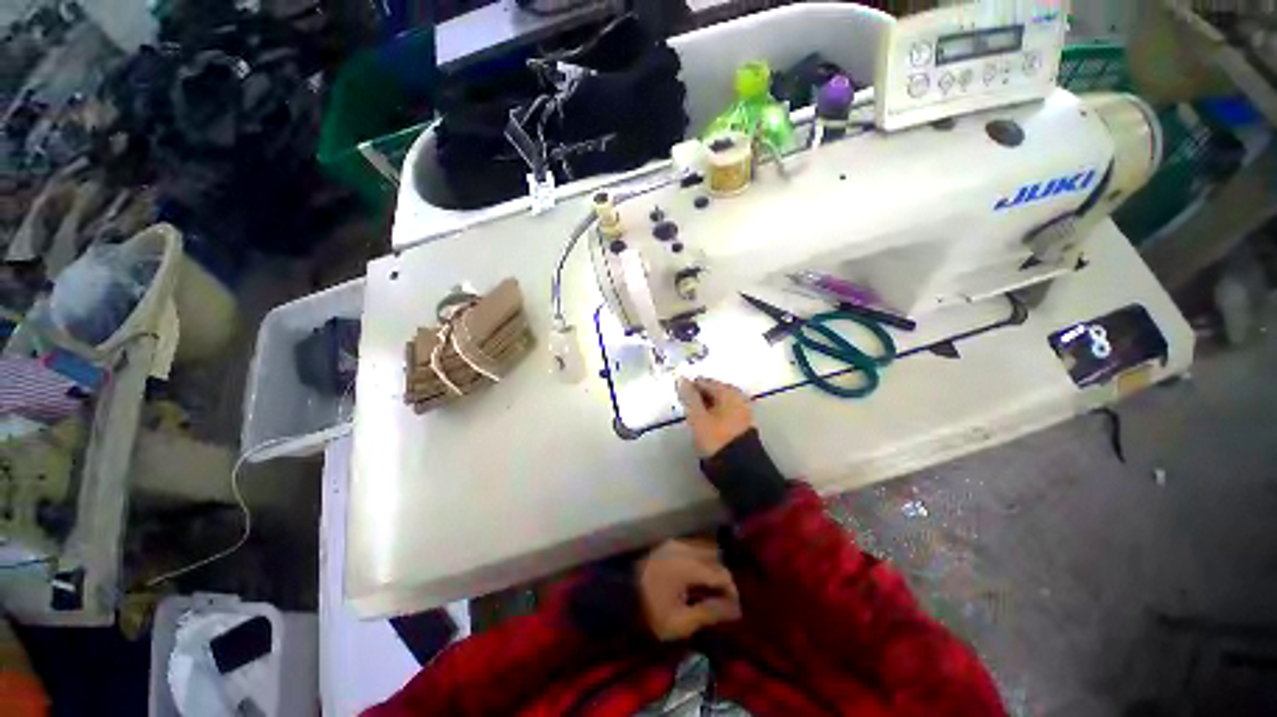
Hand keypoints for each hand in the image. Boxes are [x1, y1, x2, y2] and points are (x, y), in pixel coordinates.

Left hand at [637, 539, 741, 640]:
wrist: (619, 593)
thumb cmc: (650, 611)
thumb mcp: (680, 623)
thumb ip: (708, 613)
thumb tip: (734, 609)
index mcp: (689, 566)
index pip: (722, 573)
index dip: (732, 592)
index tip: (733, 610)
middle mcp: (685, 547)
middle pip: (715, 555)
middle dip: (722, 576)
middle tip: (721, 598)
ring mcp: (675, 542)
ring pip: (704, 547)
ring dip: (711, 564)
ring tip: (709, 587)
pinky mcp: (667, 543)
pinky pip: (692, 545)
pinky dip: (700, 558)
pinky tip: (695, 576)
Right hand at [676, 377, 752, 457]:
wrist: (739, 467)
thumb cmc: (716, 438)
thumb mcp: (698, 417)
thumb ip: (689, 397)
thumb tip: (681, 379)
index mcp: (728, 391)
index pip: (703, 381)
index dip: (688, 389)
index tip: (679, 401)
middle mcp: (738, 396)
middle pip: (711, 390)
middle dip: (698, 398)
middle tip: (686, 411)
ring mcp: (742, 410)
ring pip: (717, 402)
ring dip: (705, 408)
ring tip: (694, 420)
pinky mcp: (742, 423)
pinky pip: (723, 412)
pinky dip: (713, 415)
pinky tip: (706, 426)